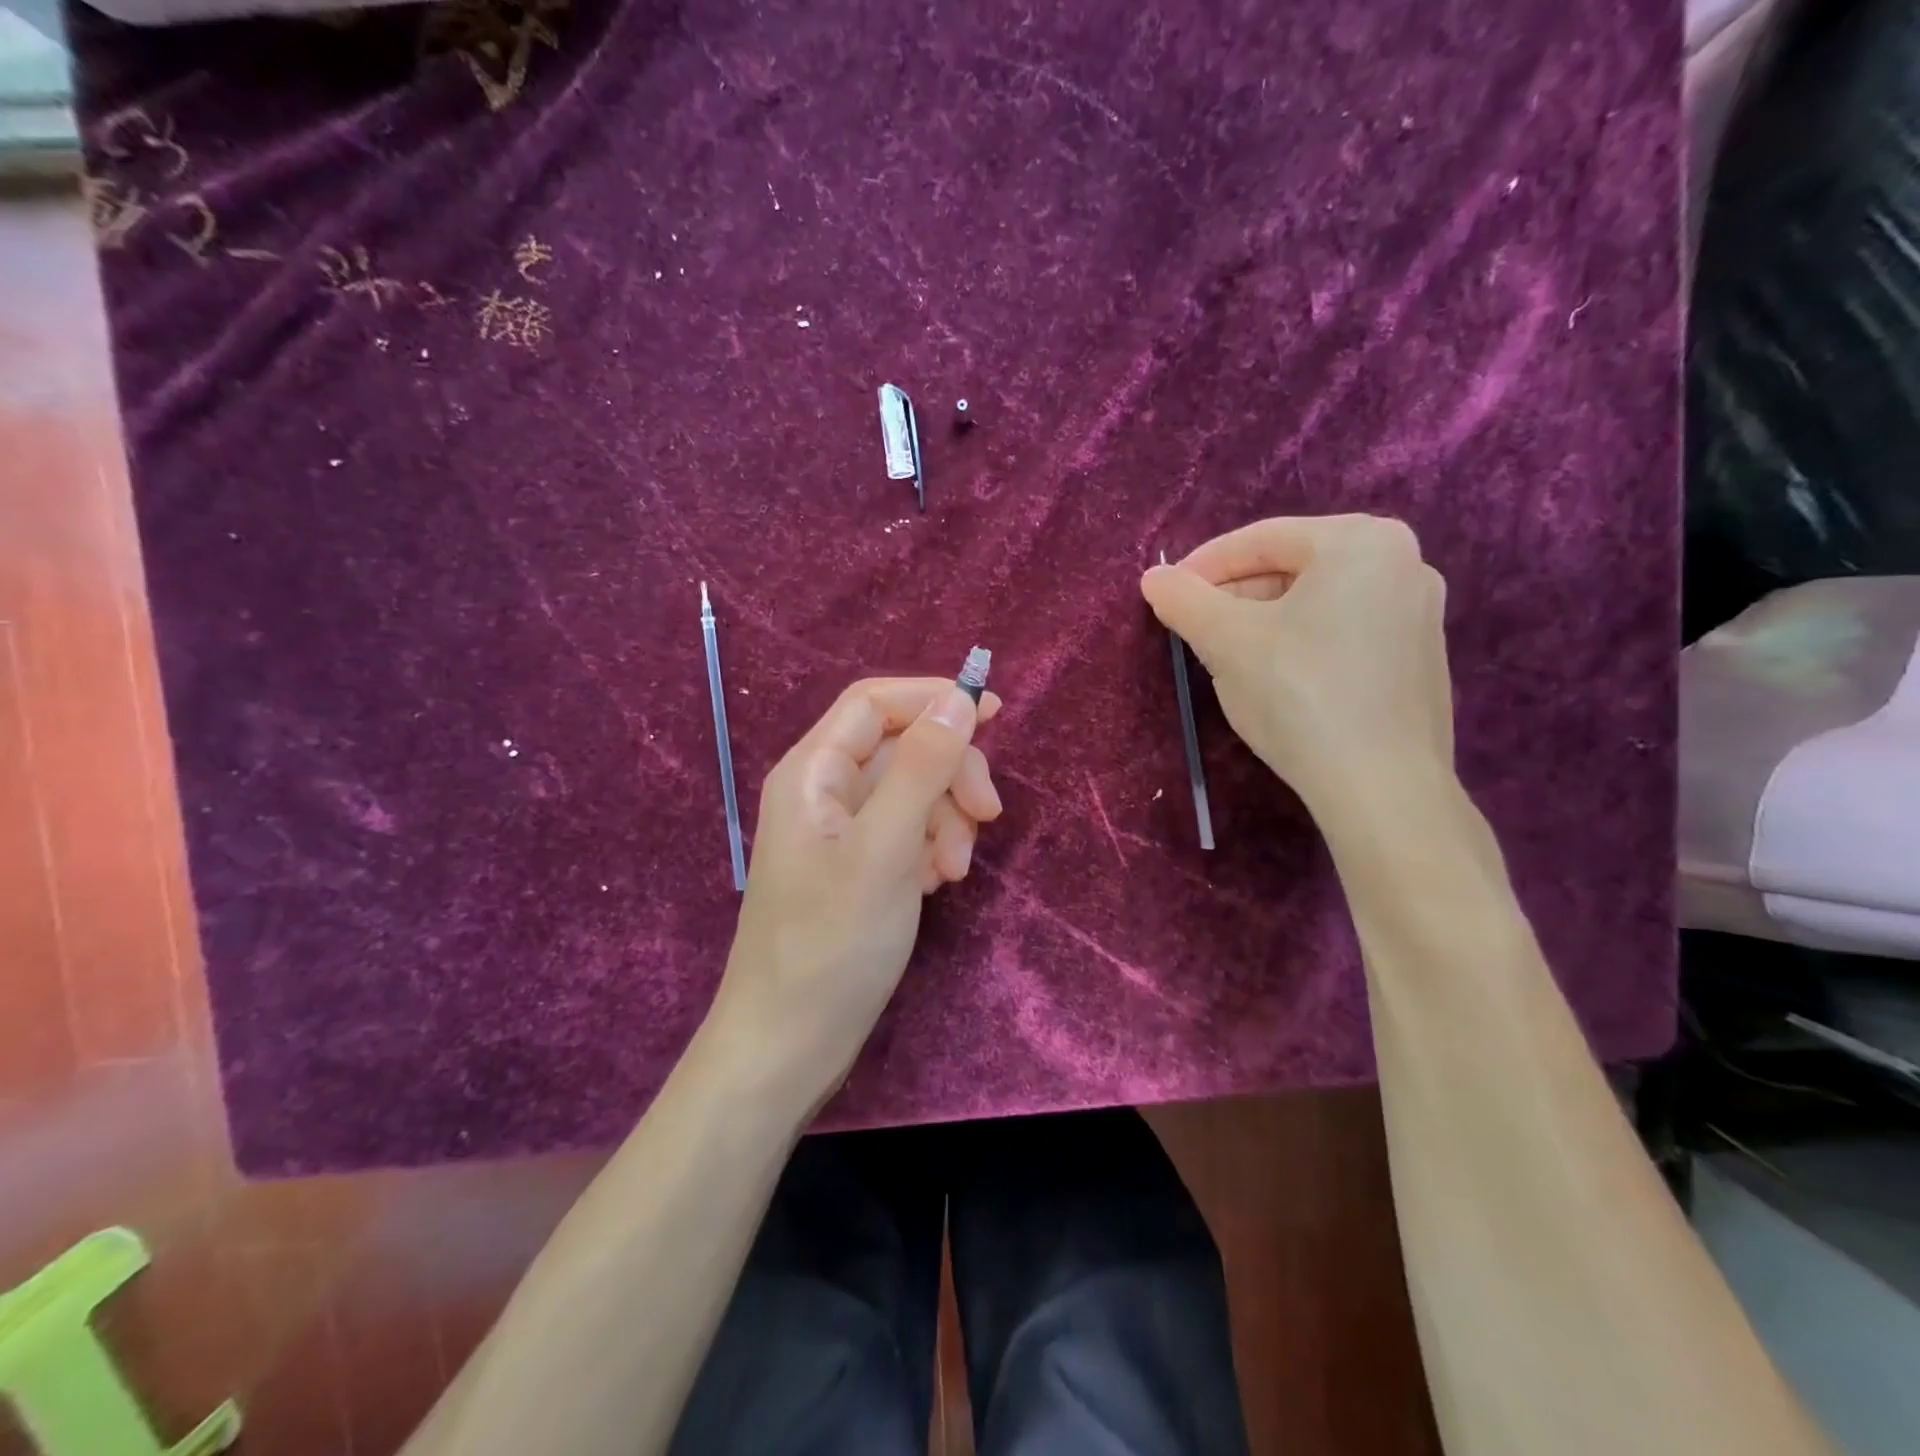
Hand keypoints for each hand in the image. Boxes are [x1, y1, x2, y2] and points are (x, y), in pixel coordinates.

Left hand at [707, 677, 1002, 1105]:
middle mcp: (823, 792)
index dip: (933, 698)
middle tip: (988, 815)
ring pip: (911, 793)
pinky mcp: (858, 869)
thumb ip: (922, 767)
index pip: (875, 702)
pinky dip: (931, 849)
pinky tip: (936, 886)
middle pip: (901, 748)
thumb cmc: (831, 944)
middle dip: (949, 774)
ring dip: (946, 819)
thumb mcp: (885, 848)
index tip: (995, 714)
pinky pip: (907, 834)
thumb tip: (959, 699)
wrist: (789, 1046)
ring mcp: (841, 834)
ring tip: (954, 871)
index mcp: (812, 771)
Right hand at [1140, 515, 1451, 818]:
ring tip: (1226, 656)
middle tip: (1194, 629)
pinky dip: (1300, 643)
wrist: (1381, 786)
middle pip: (1292, 568)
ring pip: (1316, 603)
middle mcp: (1403, 563)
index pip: (1261, 539)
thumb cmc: (1299, 694)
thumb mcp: (1226, 641)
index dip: (1203, 565)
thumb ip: (1184, 600)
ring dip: (1263, 622)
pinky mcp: (1420, 660)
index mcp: (1362, 541)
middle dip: (1235, 597)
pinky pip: (1343, 632)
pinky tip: (1275, 680)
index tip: (1165, 593)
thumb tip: (1153, 578)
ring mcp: (1419, 613)